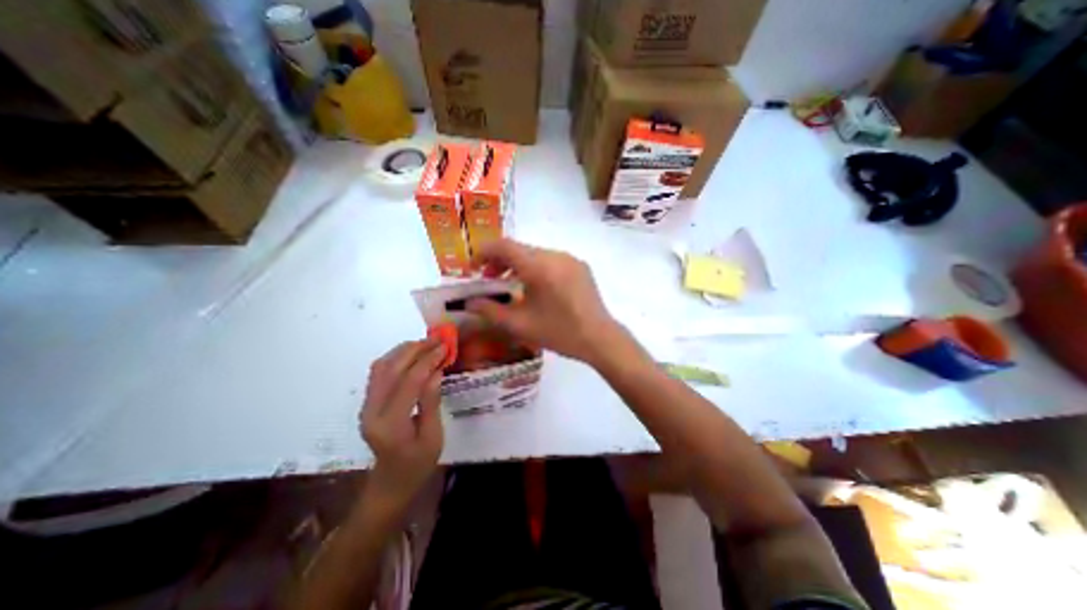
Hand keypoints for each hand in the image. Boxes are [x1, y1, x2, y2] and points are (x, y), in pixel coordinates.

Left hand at [355, 340, 443, 506]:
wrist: (390, 483)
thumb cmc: (418, 464)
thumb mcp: (433, 436)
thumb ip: (431, 402)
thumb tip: (436, 371)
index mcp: (390, 424)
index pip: (408, 382)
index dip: (427, 360)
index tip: (445, 347)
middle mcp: (371, 411)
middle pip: (390, 369)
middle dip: (415, 350)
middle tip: (437, 340)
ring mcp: (366, 406)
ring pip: (381, 367)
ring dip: (403, 350)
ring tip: (427, 344)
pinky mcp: (368, 402)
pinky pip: (379, 372)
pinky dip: (396, 358)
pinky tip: (412, 355)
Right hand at [465, 237, 619, 361]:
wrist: (599, 338)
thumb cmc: (558, 332)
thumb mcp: (520, 325)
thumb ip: (490, 311)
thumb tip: (469, 302)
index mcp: (539, 266)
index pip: (504, 246)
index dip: (484, 252)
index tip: (473, 267)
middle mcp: (555, 255)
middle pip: (520, 249)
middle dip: (499, 261)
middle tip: (488, 279)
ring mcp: (570, 259)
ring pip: (535, 254)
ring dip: (518, 264)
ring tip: (510, 284)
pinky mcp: (579, 266)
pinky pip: (551, 260)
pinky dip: (536, 267)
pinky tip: (535, 287)